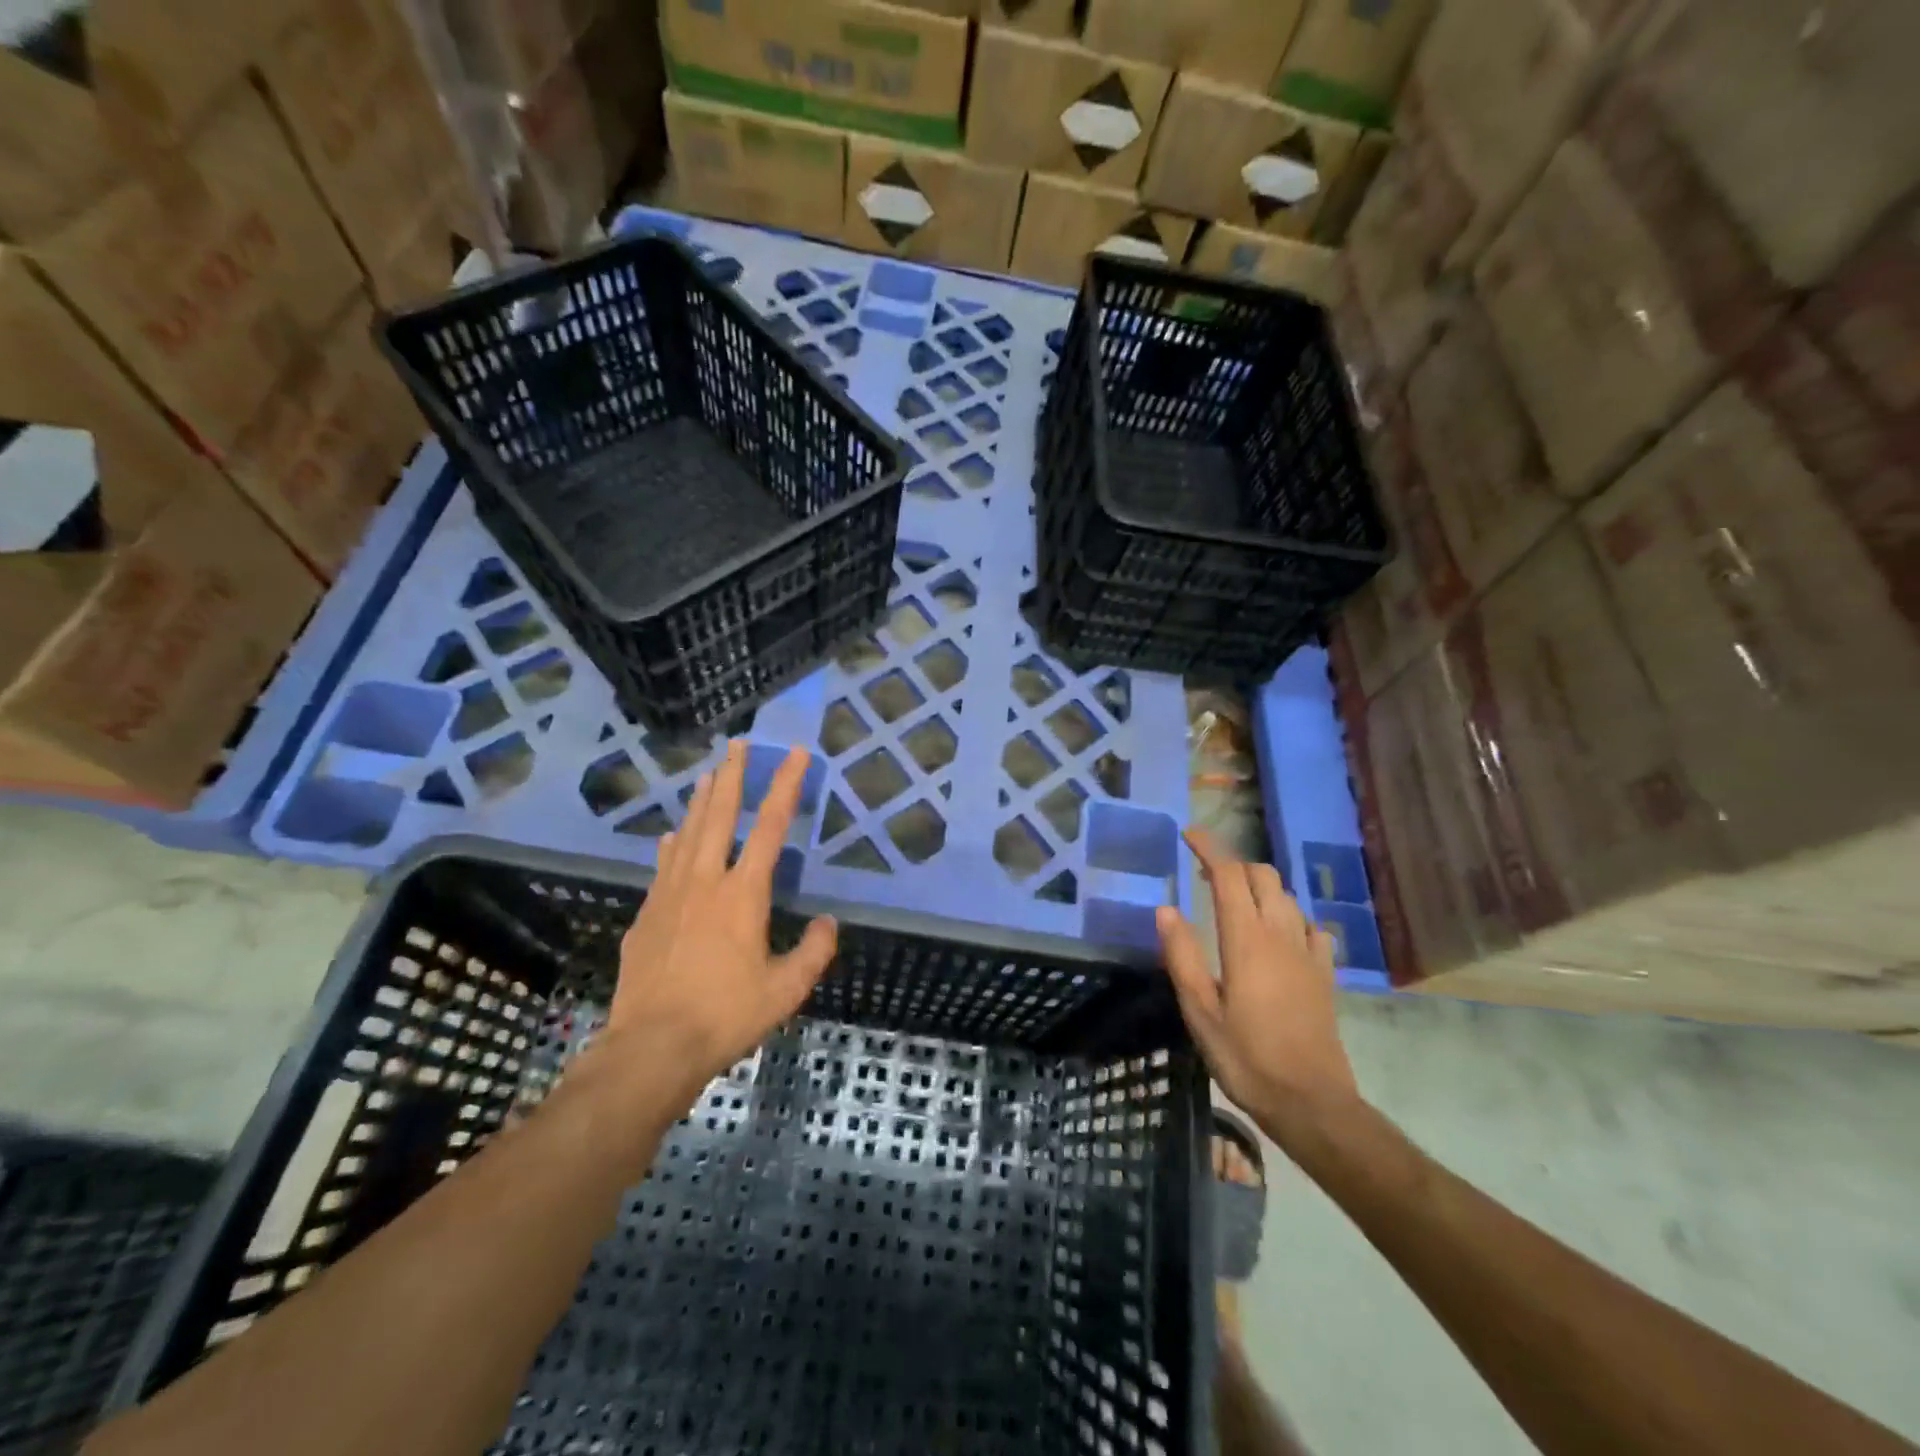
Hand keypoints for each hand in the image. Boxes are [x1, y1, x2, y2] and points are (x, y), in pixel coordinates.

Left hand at [608, 741, 837, 1095]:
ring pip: (687, 833)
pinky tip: (670, 836)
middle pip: (720, 815)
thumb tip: (829, 923)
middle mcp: (706, 881)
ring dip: (700, 801)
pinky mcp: (646, 915)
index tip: (795, 754)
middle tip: (737, 744)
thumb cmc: (726, 1015)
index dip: (786, 786)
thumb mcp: (785, 990)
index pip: (771, 827)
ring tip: (708, 773)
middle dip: (732, 776)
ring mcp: (670, 895)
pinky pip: (663, 866)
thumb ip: (813, 951)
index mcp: (744, 893)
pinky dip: (671, 844)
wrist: (652, 1047)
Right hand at [1157, 829, 1356, 1118]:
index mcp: (1246, 939)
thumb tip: (1166, 909)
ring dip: (1259, 886)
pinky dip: (1288, 916)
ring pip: (1286, 897)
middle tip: (1204, 874)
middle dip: (1233, 864)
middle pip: (1262, 876)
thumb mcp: (1200, 1011)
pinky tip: (1277, 934)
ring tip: (1234, 900)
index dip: (1209, 848)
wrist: (1312, 1102)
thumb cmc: (1247, 1057)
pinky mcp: (1323, 973)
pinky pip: (1308, 926)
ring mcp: (1307, 953)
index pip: (1229, 875)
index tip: (1188, 834)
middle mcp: (1280, 934)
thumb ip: (1182, 956)